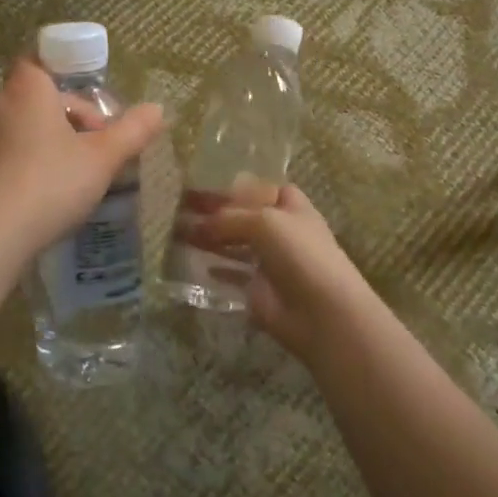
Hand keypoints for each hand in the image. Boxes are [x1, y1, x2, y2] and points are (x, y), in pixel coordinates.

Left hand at [0, 58, 163, 253]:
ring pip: (20, 129)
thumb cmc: (51, 181)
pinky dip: (26, 165)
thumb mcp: (102, 158)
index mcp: (26, 89)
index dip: (66, 77)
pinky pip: (4, 156)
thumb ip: (132, 131)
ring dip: (48, 143)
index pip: (39, 61)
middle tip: (96, 147)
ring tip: (76, 175)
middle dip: (68, 118)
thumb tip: (158, 109)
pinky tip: (46, 196)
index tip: (93, 106)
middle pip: (37, 99)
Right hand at [189, 185, 373, 362]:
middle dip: (213, 213)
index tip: (198, 185)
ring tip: (176, 233)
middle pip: (241, 216)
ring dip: (208, 239)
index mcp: (289, 205)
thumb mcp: (264, 222)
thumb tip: (196, 225)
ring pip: (233, 244)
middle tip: (177, 208)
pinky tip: (194, 265)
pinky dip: (214, 270)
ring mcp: (268, 260)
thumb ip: (228, 218)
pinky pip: (231, 275)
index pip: (257, 188)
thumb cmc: (300, 254)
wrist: (321, 311)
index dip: (231, 187)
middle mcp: (279, 229)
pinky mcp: (258, 289)